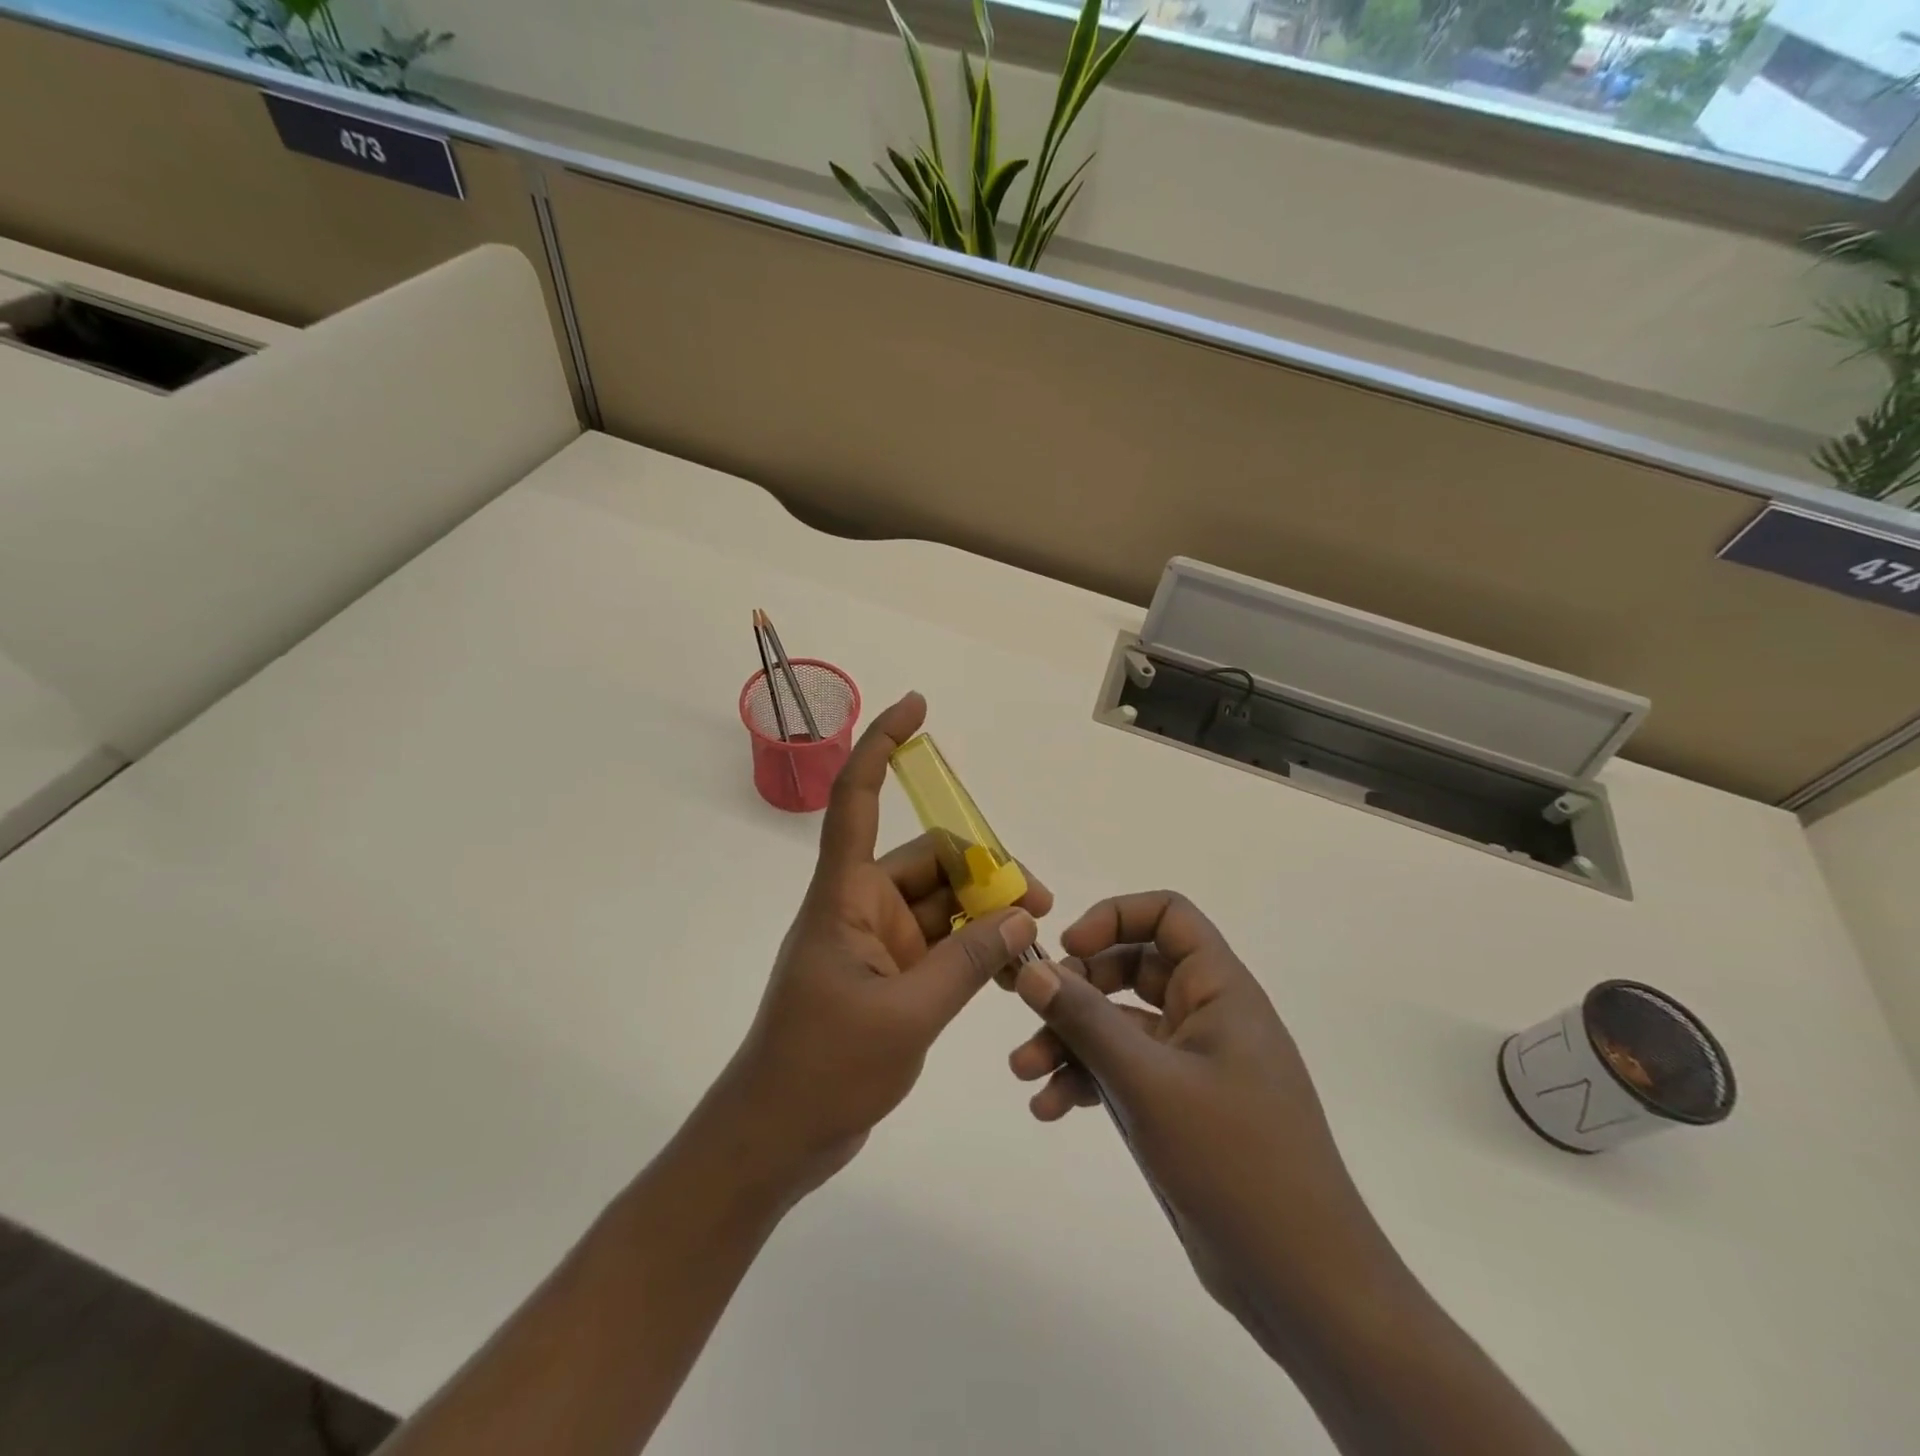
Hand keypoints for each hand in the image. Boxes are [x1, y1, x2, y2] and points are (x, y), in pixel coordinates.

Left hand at [704, 692, 1051, 1203]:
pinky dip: (975, 947)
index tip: (916, 706)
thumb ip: (969, 963)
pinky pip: (942, 942)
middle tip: (1039, 905)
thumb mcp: (907, 1016)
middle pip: (930, 859)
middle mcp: (860, 906)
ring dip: (985, 913)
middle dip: (985, 871)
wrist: (777, 1139)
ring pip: (942, 902)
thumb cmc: (823, 1069)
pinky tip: (1010, 968)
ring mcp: (877, 943)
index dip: (881, 745)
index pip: (857, 798)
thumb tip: (1022, 915)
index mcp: (844, 896)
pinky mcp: (891, 976)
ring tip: (1034, 941)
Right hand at [1006, 892, 1385, 1338]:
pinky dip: (1086, 1080)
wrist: (1300, 1281)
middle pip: (1131, 968)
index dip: (1115, 917)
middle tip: (1033, 1010)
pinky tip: (1051, 1108)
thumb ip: (1086, 1021)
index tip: (1069, 948)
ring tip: (1024, 1073)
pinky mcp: (1178, 1106)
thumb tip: (1032, 970)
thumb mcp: (1148, 1083)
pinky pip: (1122, 1070)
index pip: (1169, 916)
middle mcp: (1206, 1014)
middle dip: (1076, 988)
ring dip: (1069, 1040)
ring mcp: (1191, 1063)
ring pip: (1118, 1025)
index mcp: (1219, 989)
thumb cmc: (1234, 1161)